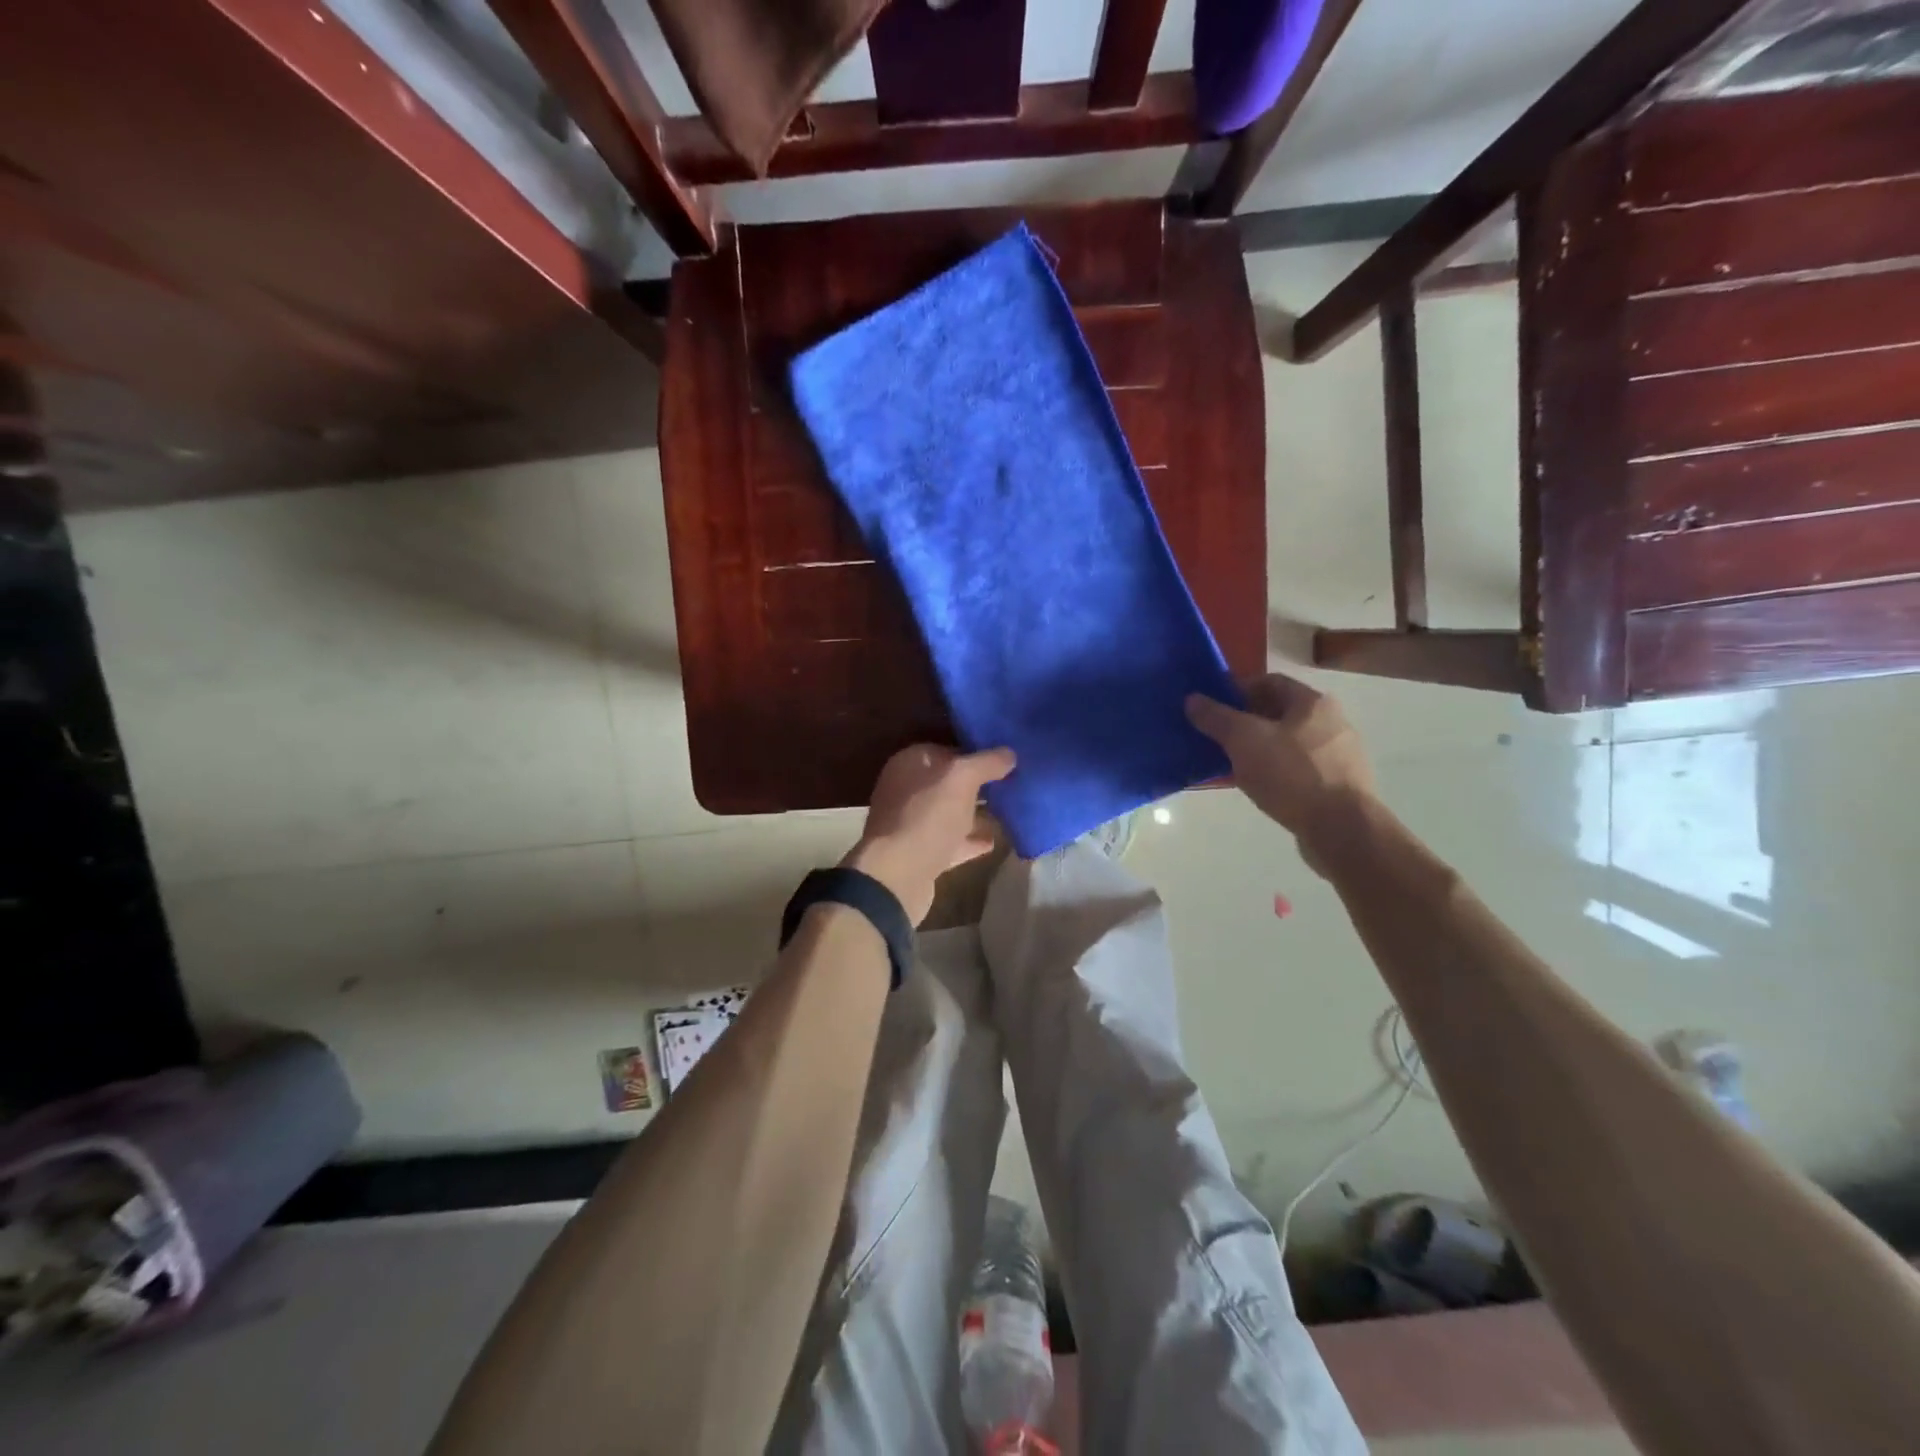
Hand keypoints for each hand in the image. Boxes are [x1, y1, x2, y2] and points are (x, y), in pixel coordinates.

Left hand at [844, 744, 1016, 924]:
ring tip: (1008, 812)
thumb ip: (986, 762)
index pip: (947, 750)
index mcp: (910, 763)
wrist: (897, 876)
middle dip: (978, 785)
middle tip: (1012, 785)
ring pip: (950, 813)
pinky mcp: (920, 855)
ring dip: (976, 814)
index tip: (1005, 760)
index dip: (976, 753)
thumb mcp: (962, 778)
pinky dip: (970, 841)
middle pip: (949, 783)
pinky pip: (951, 842)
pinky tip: (993, 841)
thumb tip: (1009, 753)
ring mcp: (912, 824)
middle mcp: (907, 790)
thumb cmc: (927, 816)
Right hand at [1186, 673, 1374, 855]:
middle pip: (1279, 713)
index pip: (1268, 682)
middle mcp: (1332, 721)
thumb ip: (1216, 717)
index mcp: (1312, 702)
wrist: (1341, 829)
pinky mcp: (1339, 784)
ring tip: (1232, 765)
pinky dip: (1276, 771)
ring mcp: (1339, 755)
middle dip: (1245, 722)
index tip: (1211, 709)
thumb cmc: (1291, 774)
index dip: (1236, 691)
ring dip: (1259, 749)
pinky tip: (1258, 786)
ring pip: (1288, 743)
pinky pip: (1298, 768)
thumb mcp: (1244, 740)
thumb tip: (1192, 699)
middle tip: (1217, 738)